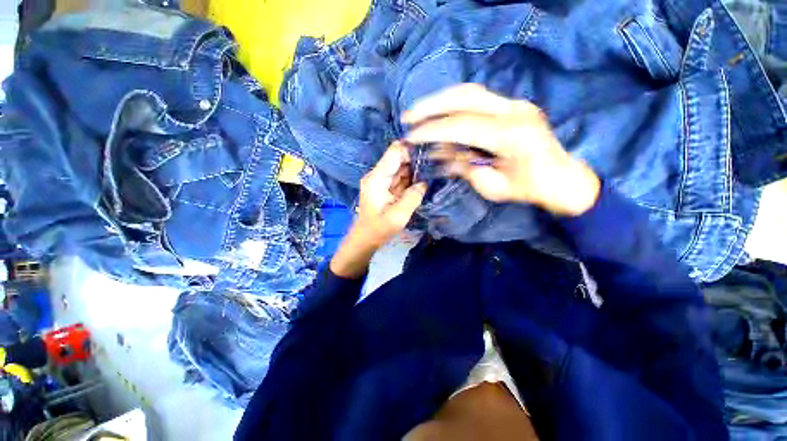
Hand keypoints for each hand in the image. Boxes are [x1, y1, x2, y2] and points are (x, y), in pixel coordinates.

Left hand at [330, 143, 426, 278]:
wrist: (366, 239)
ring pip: (401, 168)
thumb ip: (412, 197)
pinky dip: (411, 179)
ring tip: (433, 170)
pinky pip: (400, 178)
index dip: (411, 149)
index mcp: (377, 177)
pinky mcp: (386, 188)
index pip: (394, 152)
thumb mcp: (398, 216)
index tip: (430, 153)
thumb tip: (424, 183)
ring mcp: (382, 181)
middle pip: (399, 158)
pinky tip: (424, 180)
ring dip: (415, 169)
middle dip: (416, 160)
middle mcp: (378, 175)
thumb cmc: (379, 229)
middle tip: (436, 163)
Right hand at [402, 84, 599, 215]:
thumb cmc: (528, 189)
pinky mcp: (513, 105)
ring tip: (419, 110)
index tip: (411, 137)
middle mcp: (514, 111)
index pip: (461, 125)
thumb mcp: (492, 186)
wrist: (562, 178)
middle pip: (465, 97)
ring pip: (470, 91)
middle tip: (409, 115)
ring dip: (441, 99)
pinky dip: (455, 103)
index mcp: (510, 135)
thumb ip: (465, 167)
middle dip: (431, 105)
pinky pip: (478, 98)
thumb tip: (439, 154)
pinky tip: (441, 111)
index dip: (432, 130)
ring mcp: (515, 104)